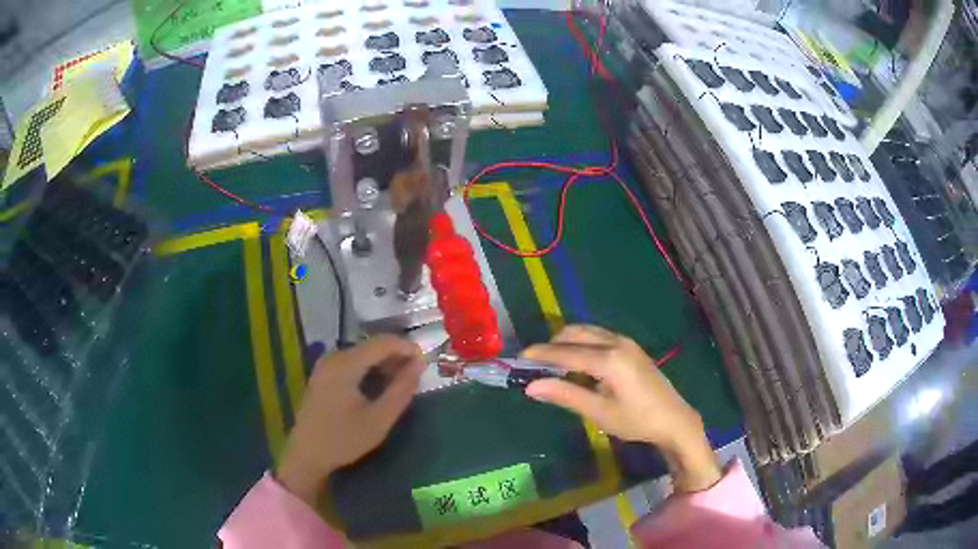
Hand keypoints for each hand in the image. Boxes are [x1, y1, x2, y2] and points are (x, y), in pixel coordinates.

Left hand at [277, 335, 425, 504]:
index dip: (407, 348)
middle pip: (371, 345)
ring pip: (362, 354)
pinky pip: (352, 362)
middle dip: (396, 356)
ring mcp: (325, 365)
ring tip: (401, 383)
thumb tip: (419, 365)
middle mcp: (333, 357)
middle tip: (416, 376)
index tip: (426, 363)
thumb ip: (401, 390)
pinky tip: (379, 386)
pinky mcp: (322, 375)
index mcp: (345, 364)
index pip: (382, 343)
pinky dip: (369, 369)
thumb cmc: (344, 439)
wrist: (307, 455)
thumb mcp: (379, 419)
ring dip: (384, 363)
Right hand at [522, 325, 720, 492]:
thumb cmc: (636, 420)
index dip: (539, 355)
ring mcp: (625, 342)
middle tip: (535, 366)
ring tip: (553, 366)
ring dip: (567, 344)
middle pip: (574, 334)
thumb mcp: (599, 412)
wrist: (674, 419)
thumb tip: (531, 386)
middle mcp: (616, 342)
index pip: (564, 352)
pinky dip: (581, 345)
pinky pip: (598, 337)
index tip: (517, 360)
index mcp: (608, 359)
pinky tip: (578, 365)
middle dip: (552, 345)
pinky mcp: (630, 347)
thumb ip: (565, 395)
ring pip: (587, 332)